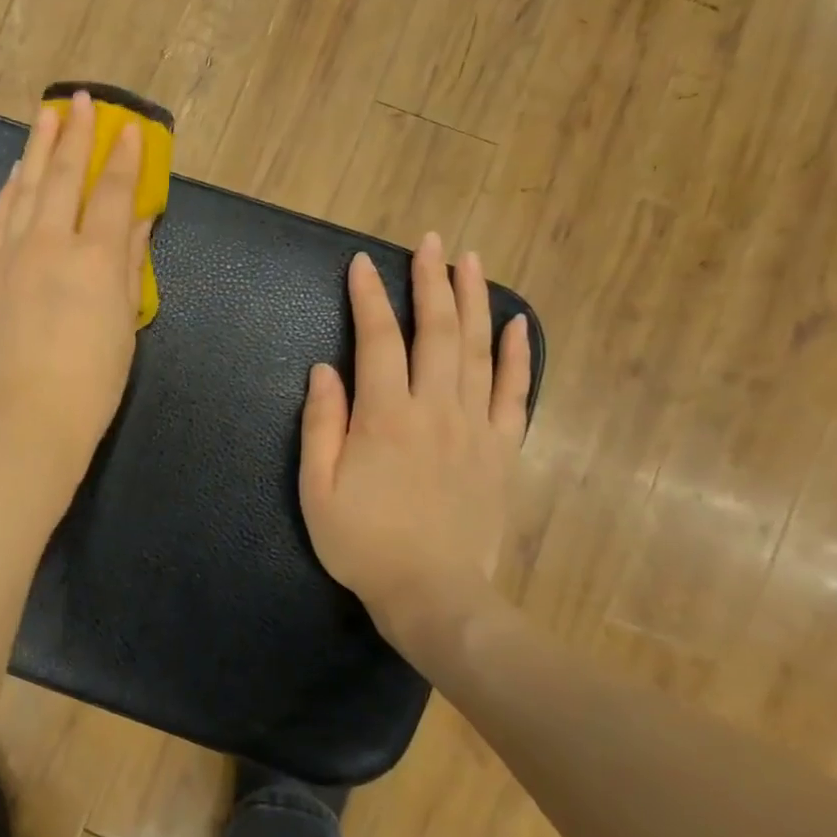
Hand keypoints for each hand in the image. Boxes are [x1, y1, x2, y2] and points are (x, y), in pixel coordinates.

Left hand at [0, 91, 150, 500]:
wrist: (31, 417)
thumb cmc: (94, 379)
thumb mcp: (126, 321)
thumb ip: (131, 263)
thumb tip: (139, 219)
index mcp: (96, 259)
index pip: (113, 192)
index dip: (123, 158)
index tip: (129, 128)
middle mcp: (51, 245)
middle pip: (63, 177)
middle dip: (74, 135)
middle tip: (78, 100)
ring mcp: (10, 257)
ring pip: (24, 190)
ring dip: (37, 150)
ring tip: (45, 119)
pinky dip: (8, 194)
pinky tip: (15, 176)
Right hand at [299, 236, 530, 658]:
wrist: (433, 594)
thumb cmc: (363, 543)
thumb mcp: (317, 489)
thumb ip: (321, 425)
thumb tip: (324, 369)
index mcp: (385, 417)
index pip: (376, 341)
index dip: (368, 298)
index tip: (361, 263)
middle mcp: (435, 409)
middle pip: (436, 332)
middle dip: (430, 282)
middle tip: (428, 242)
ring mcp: (476, 428)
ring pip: (478, 351)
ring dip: (473, 301)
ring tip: (469, 261)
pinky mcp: (503, 450)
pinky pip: (516, 393)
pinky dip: (519, 355)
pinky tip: (517, 323)